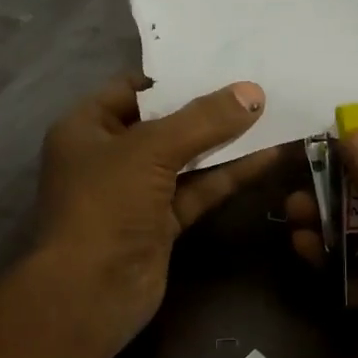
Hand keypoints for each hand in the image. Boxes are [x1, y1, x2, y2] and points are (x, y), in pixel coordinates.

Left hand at [37, 74, 278, 356]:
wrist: (91, 292)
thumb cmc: (106, 205)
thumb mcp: (150, 151)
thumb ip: (202, 120)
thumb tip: (252, 93)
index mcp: (86, 127)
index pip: (131, 89)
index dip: (173, 78)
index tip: (219, 65)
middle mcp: (109, 156)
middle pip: (163, 123)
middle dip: (206, 108)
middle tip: (254, 87)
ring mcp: (136, 192)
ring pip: (185, 158)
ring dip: (223, 142)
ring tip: (271, 115)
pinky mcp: (161, 223)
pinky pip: (198, 189)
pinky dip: (228, 175)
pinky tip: (266, 157)